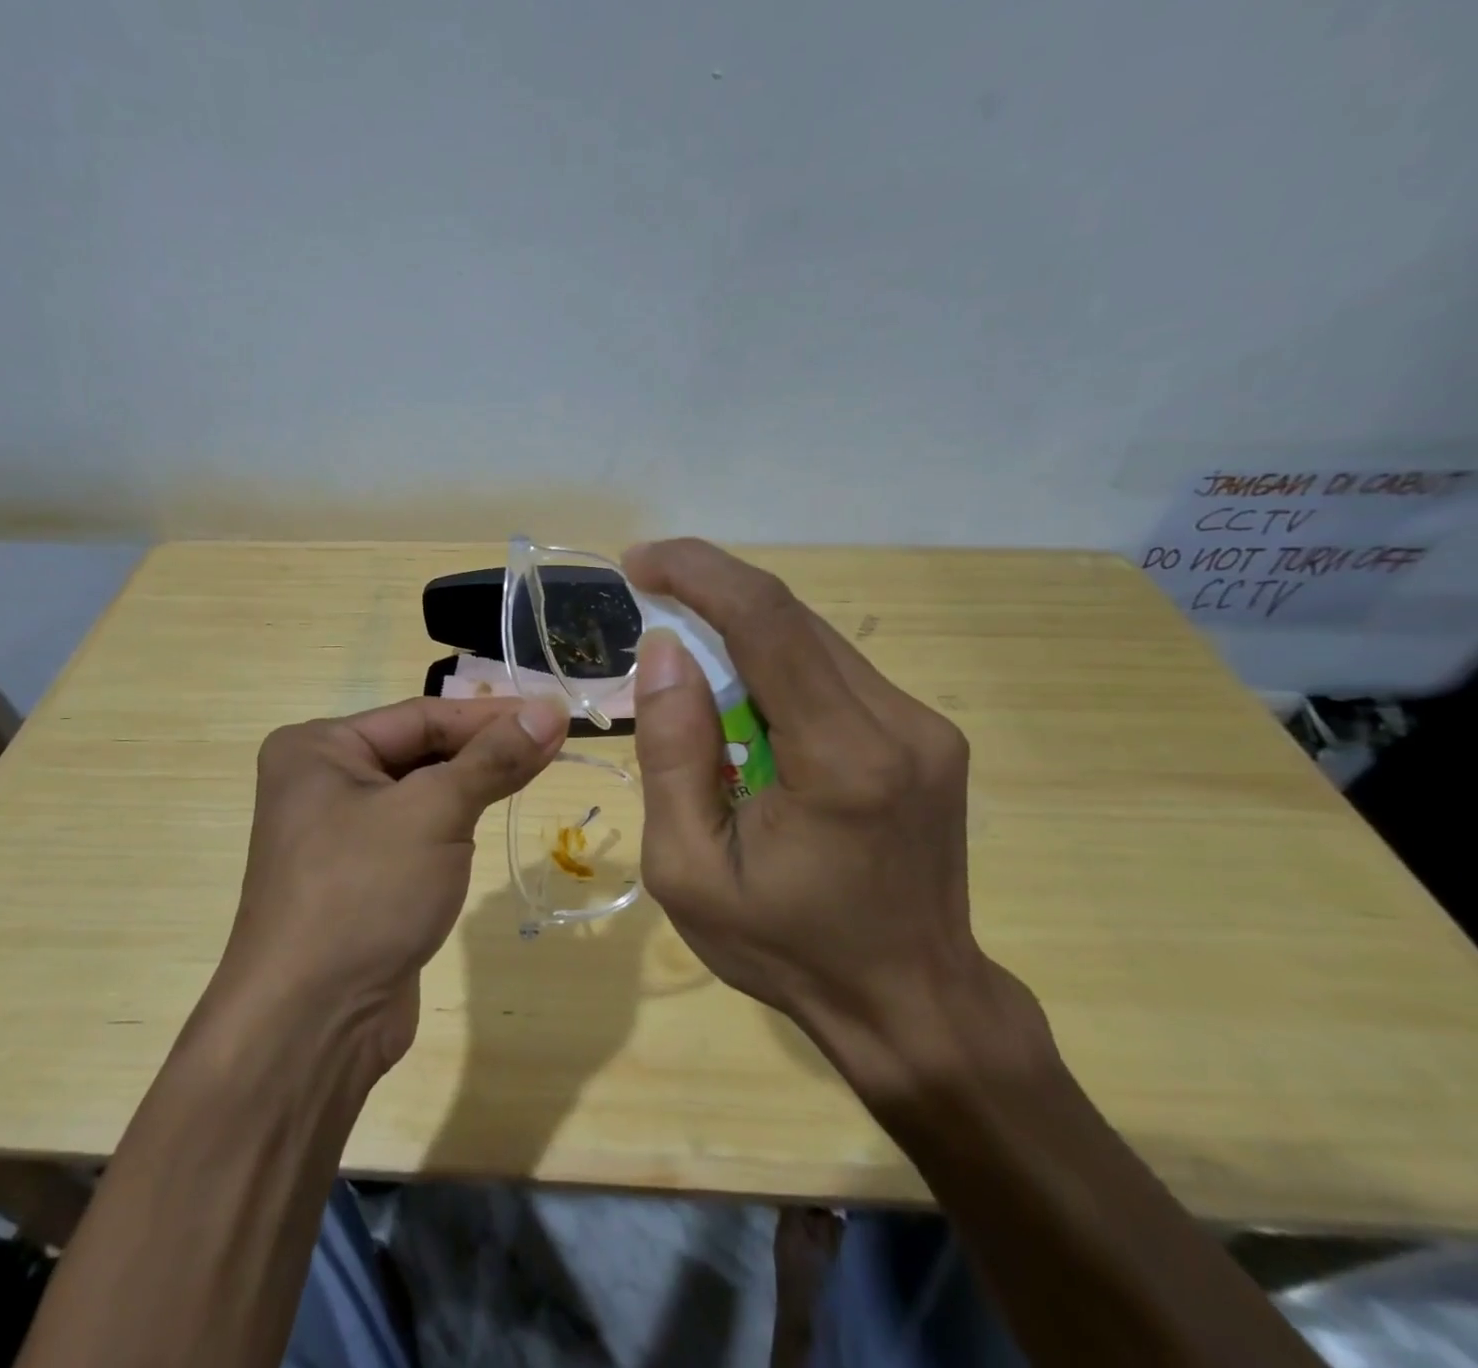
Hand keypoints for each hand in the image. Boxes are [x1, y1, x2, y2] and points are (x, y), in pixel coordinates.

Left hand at [212, 695, 568, 1079]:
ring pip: (420, 792)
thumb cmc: (365, 892)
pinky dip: (454, 822)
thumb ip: (494, 758)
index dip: (491, 715)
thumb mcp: (435, 812)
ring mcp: (337, 832)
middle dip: (483, 749)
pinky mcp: (359, 876)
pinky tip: (489, 815)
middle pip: (420, 750)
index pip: (421, 716)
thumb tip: (551, 711)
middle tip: (552, 744)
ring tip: (534, 770)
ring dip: (472, 784)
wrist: (313, 1022)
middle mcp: (320, 781)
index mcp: (318, 748)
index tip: (553, 714)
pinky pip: (414, 831)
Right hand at [625, 539, 1033, 1096]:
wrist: (912, 1005)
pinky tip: (747, 709)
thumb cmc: (787, 949)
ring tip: (691, 669)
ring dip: (743, 635)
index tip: (640, 564)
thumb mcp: (689, 870)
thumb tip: (666, 653)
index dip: (699, 574)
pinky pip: (836, 673)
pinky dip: (778, 667)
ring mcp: (925, 727)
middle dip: (712, 595)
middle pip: (793, 620)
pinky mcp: (927, 737)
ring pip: (815, 641)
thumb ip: (672, 756)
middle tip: (650, 601)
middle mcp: (899, 725)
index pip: (768, 623)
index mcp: (842, 760)